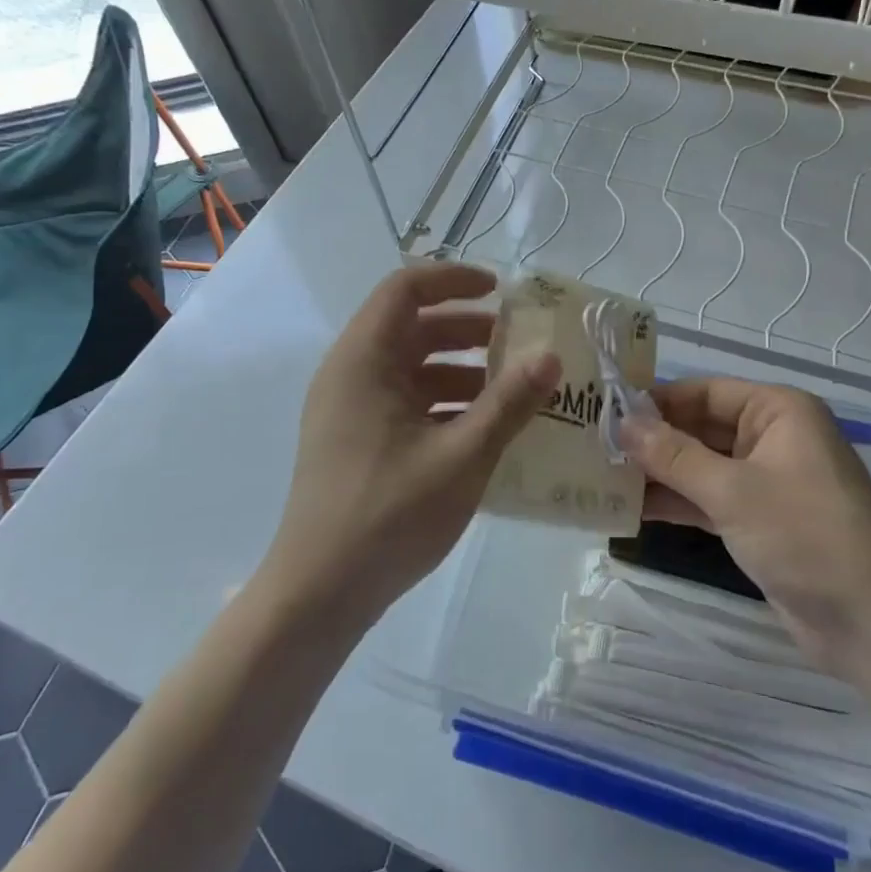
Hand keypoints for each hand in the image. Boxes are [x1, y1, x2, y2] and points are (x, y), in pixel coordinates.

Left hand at [267, 264, 559, 628]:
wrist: (320, 593)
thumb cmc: (389, 514)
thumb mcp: (462, 456)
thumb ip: (509, 403)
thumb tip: (550, 357)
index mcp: (364, 360)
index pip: (405, 288)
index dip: (454, 279)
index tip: (502, 291)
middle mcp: (351, 374)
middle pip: (412, 327)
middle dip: (468, 330)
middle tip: (518, 343)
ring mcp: (350, 410)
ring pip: (411, 367)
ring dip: (460, 369)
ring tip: (512, 389)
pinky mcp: (357, 440)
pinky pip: (405, 402)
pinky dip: (444, 402)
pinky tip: (484, 429)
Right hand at [622, 378, 870, 674]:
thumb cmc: (806, 535)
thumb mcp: (734, 491)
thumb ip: (674, 456)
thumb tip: (622, 425)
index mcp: (777, 411)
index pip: (704, 392)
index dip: (656, 401)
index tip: (604, 411)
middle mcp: (771, 437)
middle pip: (700, 428)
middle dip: (652, 440)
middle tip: (593, 447)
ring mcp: (764, 481)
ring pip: (700, 466)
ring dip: (658, 473)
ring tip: (601, 477)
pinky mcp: (757, 520)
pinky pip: (708, 499)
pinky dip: (676, 503)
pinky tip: (630, 509)